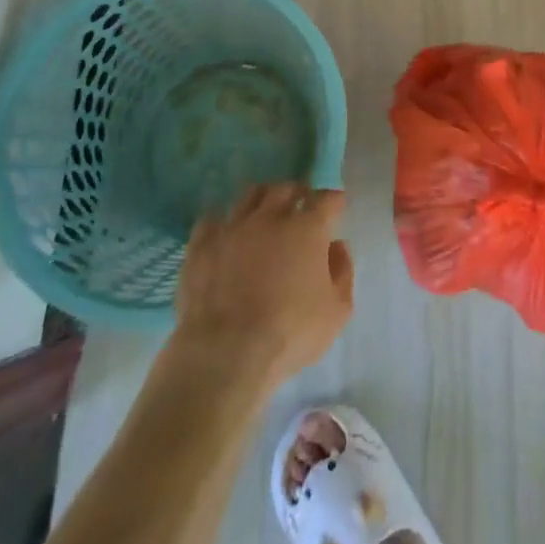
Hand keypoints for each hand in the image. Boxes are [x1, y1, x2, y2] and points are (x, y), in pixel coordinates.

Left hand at [174, 183, 353, 381]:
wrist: (226, 354)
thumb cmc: (290, 334)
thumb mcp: (337, 311)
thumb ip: (342, 272)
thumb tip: (336, 246)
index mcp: (308, 229)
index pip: (327, 199)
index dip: (334, 201)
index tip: (336, 207)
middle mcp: (271, 217)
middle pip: (286, 188)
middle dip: (297, 193)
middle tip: (300, 205)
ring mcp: (233, 228)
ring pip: (250, 195)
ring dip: (262, 199)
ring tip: (264, 212)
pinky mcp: (201, 245)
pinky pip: (211, 219)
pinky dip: (223, 221)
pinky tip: (226, 232)